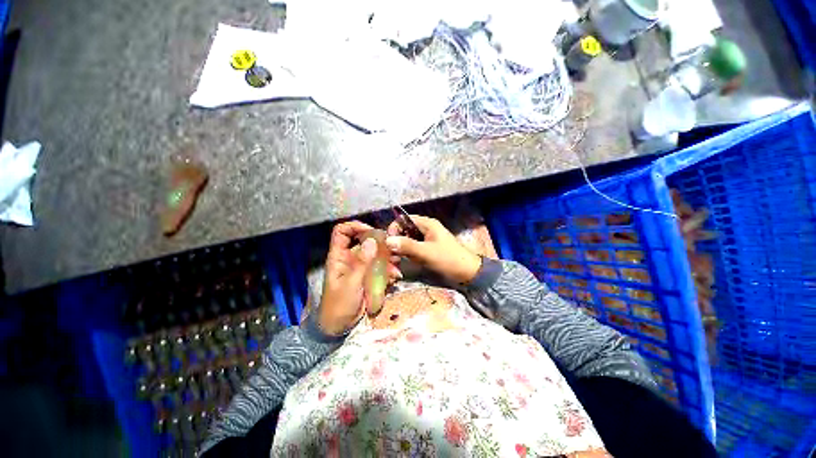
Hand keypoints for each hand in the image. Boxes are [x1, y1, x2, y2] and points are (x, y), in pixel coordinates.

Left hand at [319, 221, 401, 335]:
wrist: (340, 327)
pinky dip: (388, 270)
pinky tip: (395, 277)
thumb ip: (361, 263)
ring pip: (375, 254)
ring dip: (387, 258)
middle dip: (379, 244)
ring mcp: (360, 267)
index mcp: (339, 256)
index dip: (355, 227)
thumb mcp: (350, 284)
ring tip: (397, 265)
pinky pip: (380, 267)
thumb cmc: (339, 306)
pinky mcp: (369, 276)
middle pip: (364, 241)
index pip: (342, 232)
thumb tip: (371, 240)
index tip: (372, 232)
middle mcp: (350, 258)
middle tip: (393, 249)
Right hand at [386, 215, 481, 283]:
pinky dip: (408, 254)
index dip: (394, 228)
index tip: (388, 242)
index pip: (404, 219)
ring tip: (398, 260)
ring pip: (407, 240)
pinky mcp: (427, 249)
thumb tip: (387, 240)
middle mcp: (425, 228)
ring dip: (402, 249)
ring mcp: (426, 239)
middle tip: (392, 254)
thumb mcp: (426, 252)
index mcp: (427, 224)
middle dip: (397, 241)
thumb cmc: (448, 259)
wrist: (466, 272)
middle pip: (404, 230)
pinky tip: (406, 262)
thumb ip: (407, 246)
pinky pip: (413, 248)